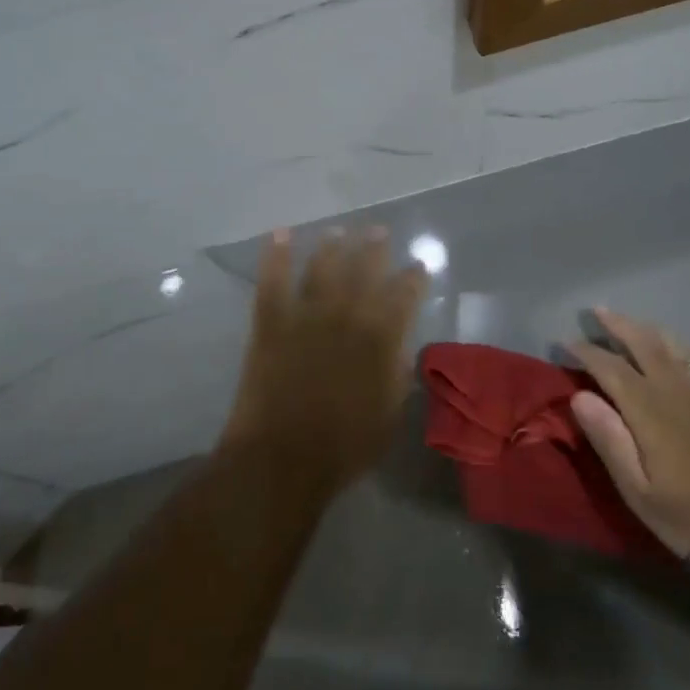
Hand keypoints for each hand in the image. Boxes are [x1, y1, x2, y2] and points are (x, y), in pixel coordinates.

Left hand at [222, 228, 427, 493]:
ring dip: (331, 246)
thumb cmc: (343, 447)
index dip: (414, 277)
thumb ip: (396, 375)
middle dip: (374, 248)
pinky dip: (274, 256)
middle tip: (378, 230)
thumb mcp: (389, 416)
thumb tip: (399, 348)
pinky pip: (273, 281)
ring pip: (322, 268)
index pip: (404, 296)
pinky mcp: (271, 323)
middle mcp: (347, 317)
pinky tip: (278, 234)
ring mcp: (306, 316)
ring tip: (337, 230)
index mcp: (380, 340)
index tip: (419, 265)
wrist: (282, 459)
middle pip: (364, 271)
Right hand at [565, 309, 689, 559]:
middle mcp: (676, 386)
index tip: (566, 343)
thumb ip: (608, 439)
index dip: (585, 351)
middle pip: (643, 341)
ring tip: (632, 324)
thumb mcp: (637, 490)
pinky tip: (681, 352)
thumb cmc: (689, 514)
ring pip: (674, 343)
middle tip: (596, 313)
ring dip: (648, 329)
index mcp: (648, 407)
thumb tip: (579, 395)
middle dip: (616, 324)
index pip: (609, 366)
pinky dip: (685, 348)